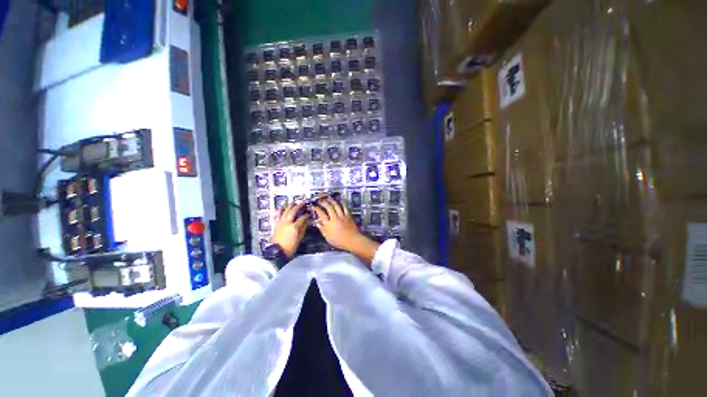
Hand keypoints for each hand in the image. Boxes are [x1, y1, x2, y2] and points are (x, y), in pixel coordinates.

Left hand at [271, 202, 307, 257]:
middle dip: (298, 206)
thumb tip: (306, 222)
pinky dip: (279, 210)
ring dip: (289, 206)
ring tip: (292, 202)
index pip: (302, 218)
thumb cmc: (290, 247)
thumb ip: (303, 229)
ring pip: (285, 211)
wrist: (277, 252)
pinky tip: (281, 207)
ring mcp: (280, 223)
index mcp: (294, 227)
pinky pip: (277, 215)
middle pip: (293, 211)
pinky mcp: (276, 225)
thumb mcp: (299, 238)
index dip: (306, 215)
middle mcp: (287, 223)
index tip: (308, 213)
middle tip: (302, 202)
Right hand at [312, 197, 379, 264]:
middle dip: (323, 202)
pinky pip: (345, 207)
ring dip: (332, 201)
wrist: (352, 240)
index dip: (316, 209)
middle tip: (320, 200)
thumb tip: (317, 224)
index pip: (321, 214)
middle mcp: (335, 218)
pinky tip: (340, 200)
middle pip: (328, 207)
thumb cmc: (339, 241)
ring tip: (328, 198)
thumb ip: (322, 230)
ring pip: (336, 206)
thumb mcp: (328, 238)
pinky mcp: (348, 216)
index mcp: (329, 224)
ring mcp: (342, 216)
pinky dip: (342, 203)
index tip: (314, 206)